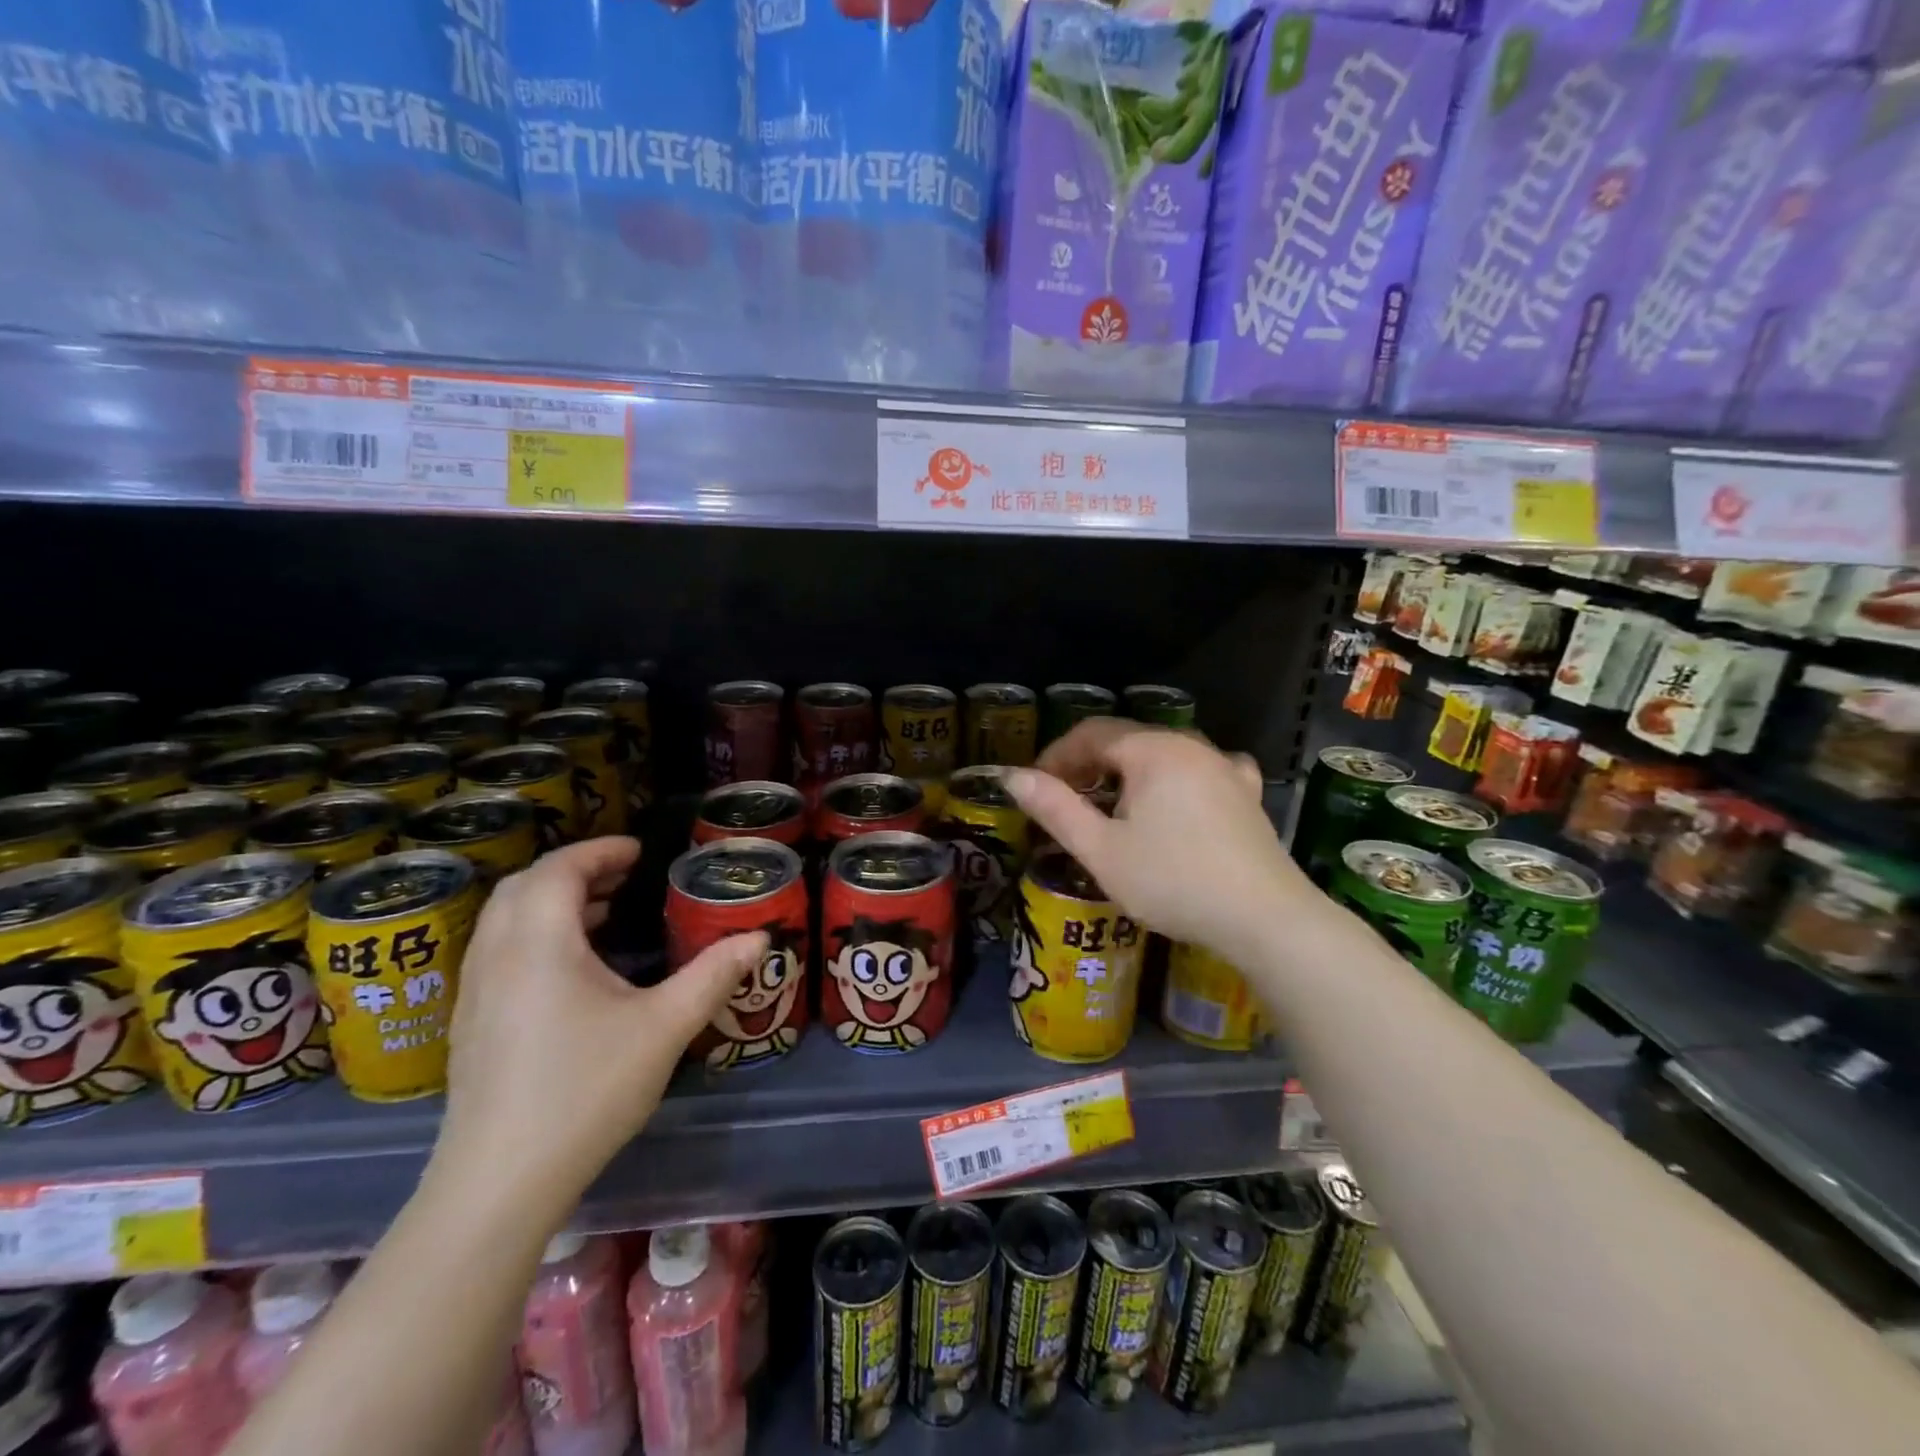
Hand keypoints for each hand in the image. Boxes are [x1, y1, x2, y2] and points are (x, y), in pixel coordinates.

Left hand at [435, 837, 765, 1207]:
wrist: (500, 1181)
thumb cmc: (586, 1090)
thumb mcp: (665, 1027)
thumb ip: (713, 975)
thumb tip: (758, 938)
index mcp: (539, 943)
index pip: (559, 868)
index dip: (600, 850)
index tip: (640, 851)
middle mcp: (497, 955)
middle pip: (525, 886)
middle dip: (576, 870)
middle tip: (625, 876)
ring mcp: (475, 991)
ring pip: (506, 918)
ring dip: (553, 901)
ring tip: (605, 912)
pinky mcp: (471, 1022)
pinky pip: (499, 950)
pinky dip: (535, 933)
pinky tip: (573, 969)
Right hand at [1005, 720, 1311, 962]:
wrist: (1265, 919)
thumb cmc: (1173, 881)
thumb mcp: (1102, 850)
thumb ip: (1055, 809)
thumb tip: (1013, 776)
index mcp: (1153, 750)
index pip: (1091, 733)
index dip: (1056, 756)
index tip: (1035, 788)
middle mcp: (1191, 745)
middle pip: (1127, 740)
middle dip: (1088, 765)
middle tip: (1065, 802)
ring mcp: (1225, 768)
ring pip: (1162, 756)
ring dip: (1128, 775)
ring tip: (1111, 808)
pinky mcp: (1247, 794)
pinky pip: (1201, 771)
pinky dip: (1175, 780)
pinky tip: (1177, 800)